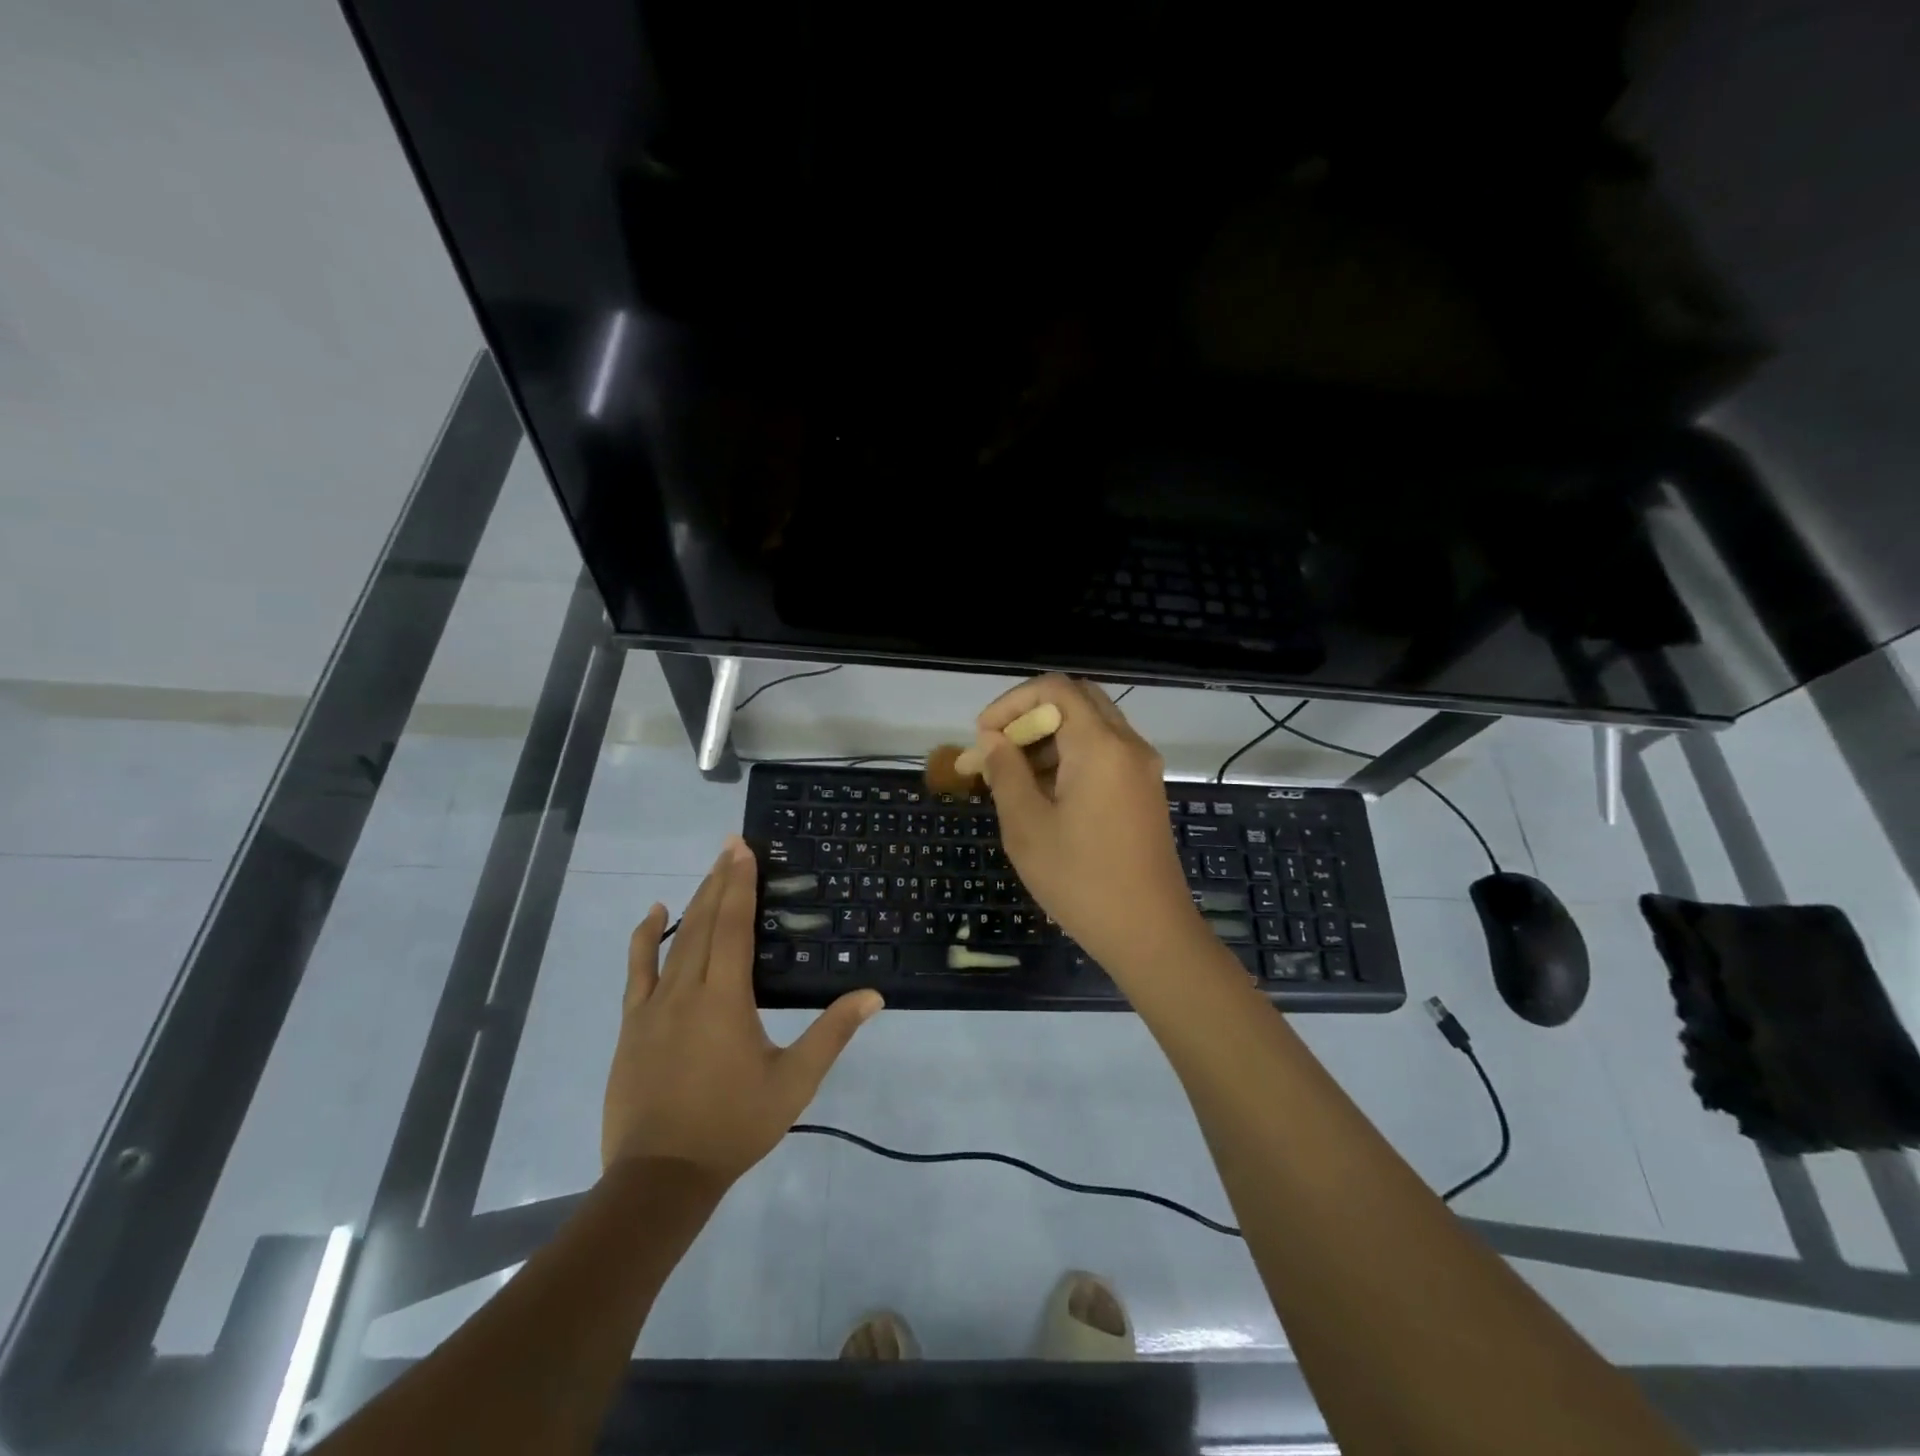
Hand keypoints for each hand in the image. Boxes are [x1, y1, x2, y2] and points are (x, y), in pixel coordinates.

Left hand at [602, 837, 882, 1183]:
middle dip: (720, 880)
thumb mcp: (794, 1082)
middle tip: (731, 844)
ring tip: (710, 871)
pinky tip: (653, 914)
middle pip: (705, 922)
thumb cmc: (734, 1125)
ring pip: (675, 940)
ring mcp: (653, 1006)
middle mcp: (687, 989)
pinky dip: (645, 937)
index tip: (743, 848)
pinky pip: (637, 969)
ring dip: (694, 901)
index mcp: (725, 998)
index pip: (734, 926)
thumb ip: (832, 1034)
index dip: (740, 883)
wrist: (661, 1176)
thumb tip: (873, 995)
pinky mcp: (633, 1023)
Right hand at [976, 675, 1205, 976]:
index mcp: (1101, 746)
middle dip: (1030, 717)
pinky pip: (1104, 754)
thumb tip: (993, 740)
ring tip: (1012, 779)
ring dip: (1049, 739)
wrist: (1150, 933)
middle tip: (999, 751)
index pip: (1055, 688)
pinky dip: (1070, 759)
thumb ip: (1006, 773)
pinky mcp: (1144, 792)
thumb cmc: (1081, 881)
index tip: (983, 737)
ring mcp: (1142, 769)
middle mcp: (1128, 745)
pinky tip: (1044, 796)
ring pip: (1091, 727)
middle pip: (1077, 701)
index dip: (1011, 702)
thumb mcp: (1027, 827)